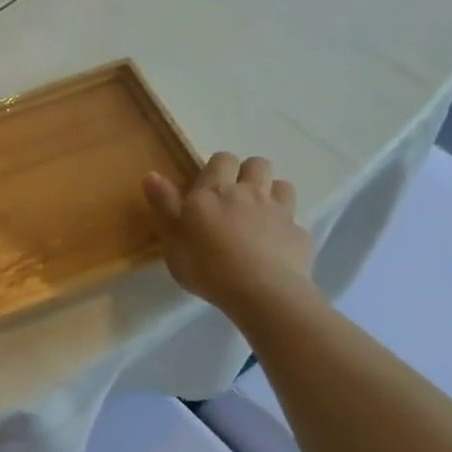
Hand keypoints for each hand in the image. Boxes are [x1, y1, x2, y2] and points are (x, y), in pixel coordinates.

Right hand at [143, 154, 315, 312]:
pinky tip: (276, 247)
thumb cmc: (206, 263)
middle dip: (248, 172)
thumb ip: (163, 203)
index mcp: (215, 191)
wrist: (261, 292)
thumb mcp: (171, 235)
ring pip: (283, 187)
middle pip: (257, 164)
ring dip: (273, 193)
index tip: (209, 184)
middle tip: (235, 195)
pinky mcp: (300, 236)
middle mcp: (250, 193)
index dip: (217, 167)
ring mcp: (280, 213)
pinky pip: (295, 223)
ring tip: (260, 214)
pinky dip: (286, 229)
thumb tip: (151, 174)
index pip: (222, 159)